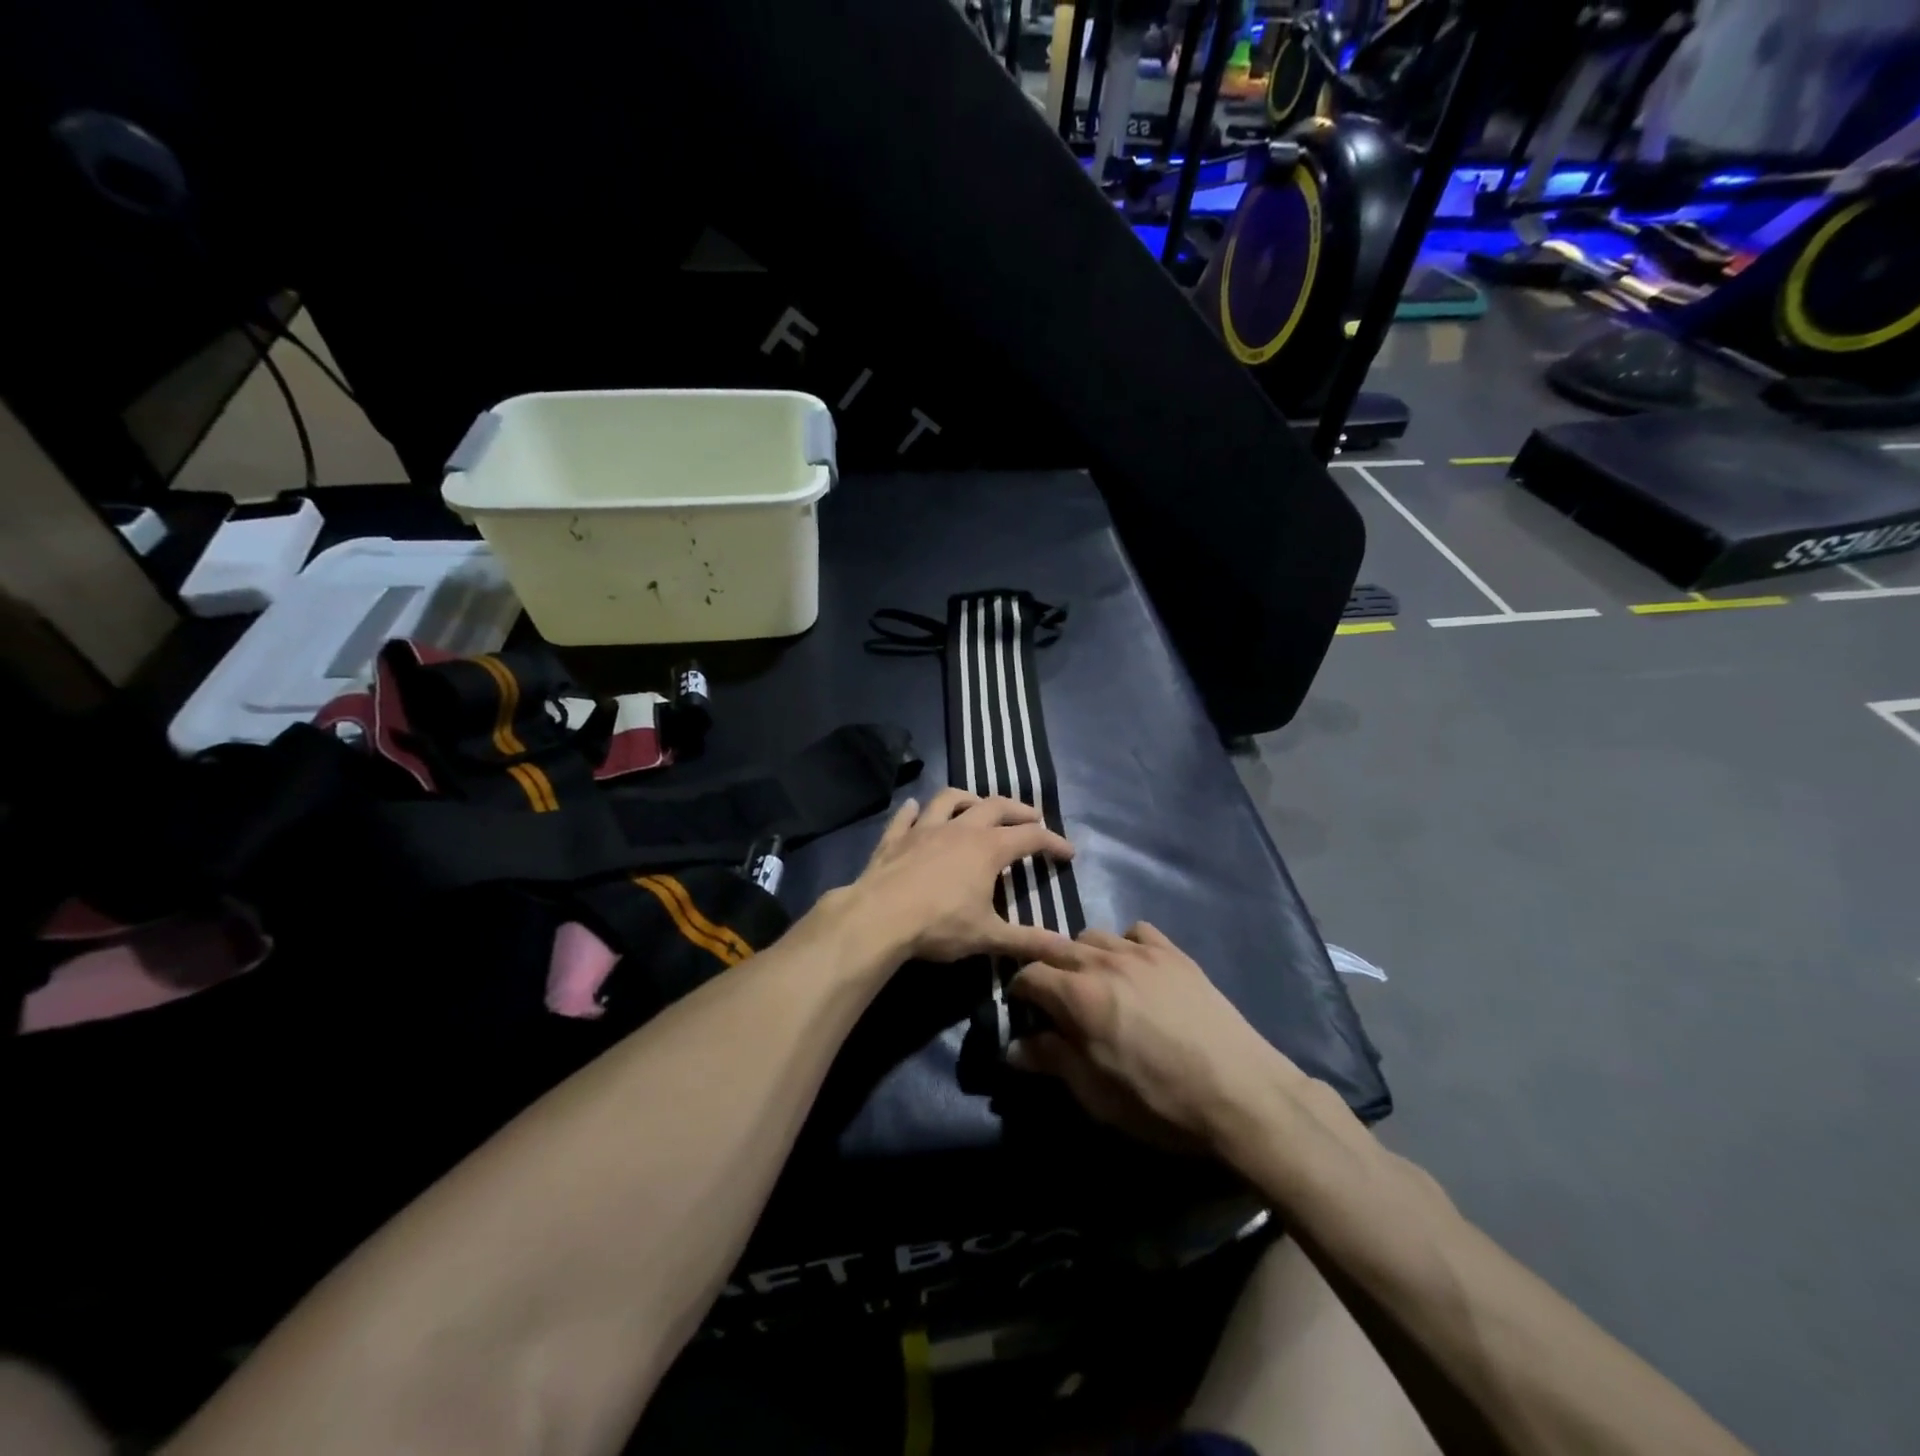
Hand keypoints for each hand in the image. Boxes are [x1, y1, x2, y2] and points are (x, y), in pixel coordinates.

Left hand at [850, 789, 1076, 964]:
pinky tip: (914, 808)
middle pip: (995, 806)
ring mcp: (924, 828)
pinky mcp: (895, 837)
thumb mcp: (988, 936)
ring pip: (950, 799)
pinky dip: (913, 810)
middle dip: (1019, 810)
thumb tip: (1069, 949)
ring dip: (968, 798)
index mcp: (988, 848)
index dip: (1053, 843)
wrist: (879, 917)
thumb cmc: (939, 925)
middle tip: (1033, 817)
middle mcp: (960, 828)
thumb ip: (1029, 940)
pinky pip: (906, 816)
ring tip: (977, 804)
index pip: (1031, 838)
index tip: (1069, 853)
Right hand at [1007, 923, 1298, 1152]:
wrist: (1241, 1093)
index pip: (1029, 975)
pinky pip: (1135, 932)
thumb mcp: (1097, 1095)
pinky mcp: (1174, 953)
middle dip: (1045, 968)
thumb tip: (1014, 1047)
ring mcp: (1142, 952)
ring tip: (1093, 983)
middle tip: (1051, 997)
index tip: (1024, 1011)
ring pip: (1093, 936)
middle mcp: (1104, 961)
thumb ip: (1052, 1061)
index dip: (1019, 992)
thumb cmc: (1160, 1102)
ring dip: (1082, 956)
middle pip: (1056, 947)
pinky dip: (1124, 945)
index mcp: (1078, 996)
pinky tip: (1133, 970)